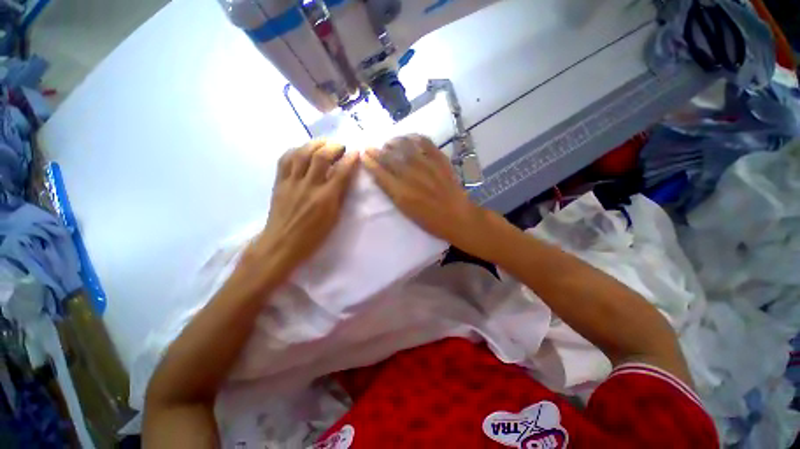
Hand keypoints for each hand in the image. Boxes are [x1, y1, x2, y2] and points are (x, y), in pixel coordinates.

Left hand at [245, 140, 358, 276]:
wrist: (281, 244)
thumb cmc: (313, 237)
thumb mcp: (333, 219)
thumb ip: (340, 197)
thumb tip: (346, 179)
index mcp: (325, 199)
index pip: (341, 172)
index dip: (351, 159)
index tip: (357, 152)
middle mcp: (308, 186)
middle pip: (320, 157)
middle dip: (333, 146)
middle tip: (340, 145)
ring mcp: (291, 183)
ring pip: (302, 154)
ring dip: (315, 144)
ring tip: (324, 143)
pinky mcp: (279, 183)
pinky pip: (284, 160)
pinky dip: (295, 150)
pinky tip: (303, 150)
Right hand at [361, 134, 487, 248]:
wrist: (457, 216)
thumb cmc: (430, 220)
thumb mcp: (406, 211)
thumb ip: (392, 193)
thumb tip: (380, 177)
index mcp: (401, 192)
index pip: (380, 172)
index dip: (370, 162)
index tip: (364, 155)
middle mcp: (411, 175)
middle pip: (390, 158)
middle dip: (377, 151)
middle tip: (371, 147)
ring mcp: (427, 165)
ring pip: (405, 146)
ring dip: (394, 142)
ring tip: (389, 142)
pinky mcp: (440, 159)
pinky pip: (426, 142)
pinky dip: (415, 137)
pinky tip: (410, 137)